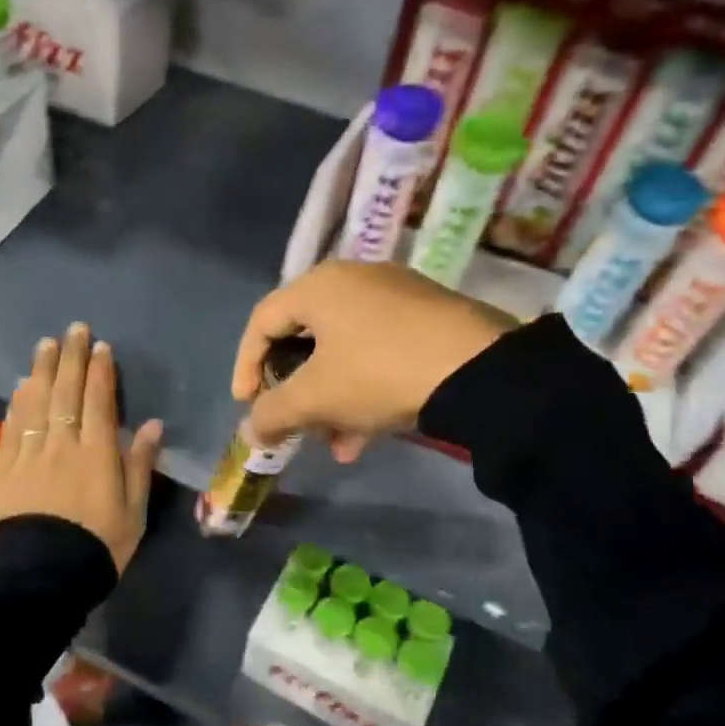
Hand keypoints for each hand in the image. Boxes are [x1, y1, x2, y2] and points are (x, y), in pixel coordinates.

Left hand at [0, 322, 163, 572]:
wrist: (41, 580)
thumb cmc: (97, 548)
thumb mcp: (133, 513)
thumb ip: (139, 465)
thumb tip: (151, 425)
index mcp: (97, 455)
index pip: (98, 402)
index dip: (100, 372)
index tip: (100, 347)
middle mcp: (62, 445)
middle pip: (66, 393)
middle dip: (71, 358)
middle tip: (74, 329)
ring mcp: (29, 456)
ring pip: (36, 403)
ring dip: (42, 371)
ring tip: (45, 345)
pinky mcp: (4, 471)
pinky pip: (12, 427)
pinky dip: (18, 403)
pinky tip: (21, 386)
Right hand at [232, 260, 514, 459]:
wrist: (478, 369)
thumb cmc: (378, 372)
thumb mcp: (316, 397)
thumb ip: (273, 413)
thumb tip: (251, 432)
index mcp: (319, 285)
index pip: (262, 322)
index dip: (246, 367)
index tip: (247, 406)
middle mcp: (353, 280)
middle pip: (305, 340)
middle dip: (296, 394)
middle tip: (294, 427)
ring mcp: (395, 296)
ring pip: (344, 353)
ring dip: (331, 402)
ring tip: (337, 446)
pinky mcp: (427, 317)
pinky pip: (377, 353)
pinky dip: (364, 391)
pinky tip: (367, 436)